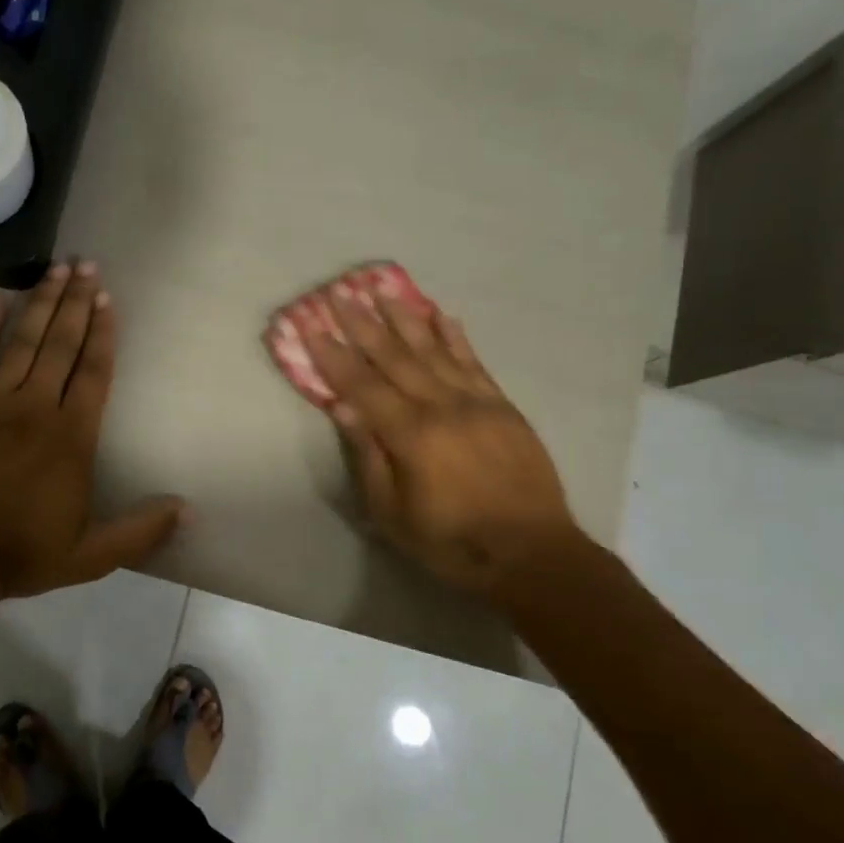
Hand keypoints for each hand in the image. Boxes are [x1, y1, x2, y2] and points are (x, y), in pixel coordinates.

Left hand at [0, 260, 184, 597]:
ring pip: (23, 342)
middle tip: (86, 264)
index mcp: (72, 437)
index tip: (108, 298)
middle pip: (61, 345)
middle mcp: (36, 407)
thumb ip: (140, 531)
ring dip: (40, 302)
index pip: (94, 372)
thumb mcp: (92, 555)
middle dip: (76, 302)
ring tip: (55, 268)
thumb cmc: (22, 553)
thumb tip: (186, 509)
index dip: (103, 333)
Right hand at [299, 282, 580, 593]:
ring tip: (383, 289)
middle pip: (393, 357)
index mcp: (410, 435)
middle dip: (362, 324)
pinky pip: (474, 363)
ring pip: (433, 350)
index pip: (361, 384)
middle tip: (339, 292)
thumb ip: (368, 456)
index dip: (332, 354)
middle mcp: (441, 407)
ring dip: (405, 318)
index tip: (310, 324)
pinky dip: (455, 338)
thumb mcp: (393, 513)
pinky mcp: (503, 407)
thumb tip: (342, 406)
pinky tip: (441, 316)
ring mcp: (476, 402)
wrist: (533, 554)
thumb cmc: (452, 543)